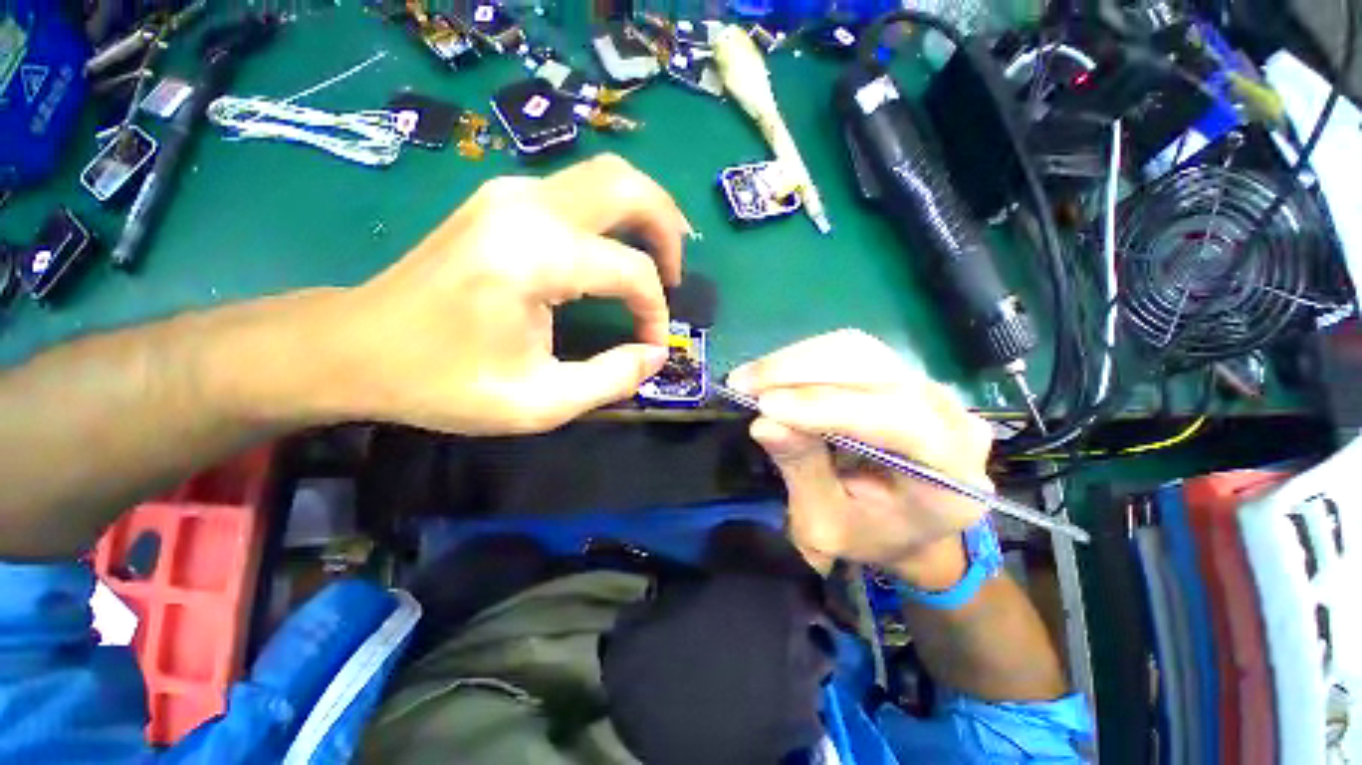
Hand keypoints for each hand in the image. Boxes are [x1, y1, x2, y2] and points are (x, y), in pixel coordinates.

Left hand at [317, 154, 690, 434]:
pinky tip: (616, 249)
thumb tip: (655, 354)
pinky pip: (578, 191)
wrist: (354, 347)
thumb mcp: (539, 402)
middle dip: (668, 227)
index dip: (655, 311)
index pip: (630, 271)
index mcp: (536, 257)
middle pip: (628, 187)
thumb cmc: (442, 382)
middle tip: (676, 273)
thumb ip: (611, 380)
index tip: (652, 346)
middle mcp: (527, 208)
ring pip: (605, 178)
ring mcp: (510, 194)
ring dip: (644, 214)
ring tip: (659, 259)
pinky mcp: (501, 200)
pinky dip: (612, 216)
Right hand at [729, 330, 994, 586]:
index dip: (827, 407)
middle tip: (742, 383)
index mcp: (951, 476)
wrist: (907, 524)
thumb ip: (802, 472)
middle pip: (874, 371)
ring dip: (795, 361)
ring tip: (750, 378)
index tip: (765, 405)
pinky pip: (849, 351)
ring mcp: (929, 389)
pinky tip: (773, 374)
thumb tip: (764, 424)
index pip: (899, 421)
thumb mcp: (827, 523)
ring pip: (857, 351)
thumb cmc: (869, 533)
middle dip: (799, 373)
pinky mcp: (901, 373)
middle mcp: (952, 419)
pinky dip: (803, 359)